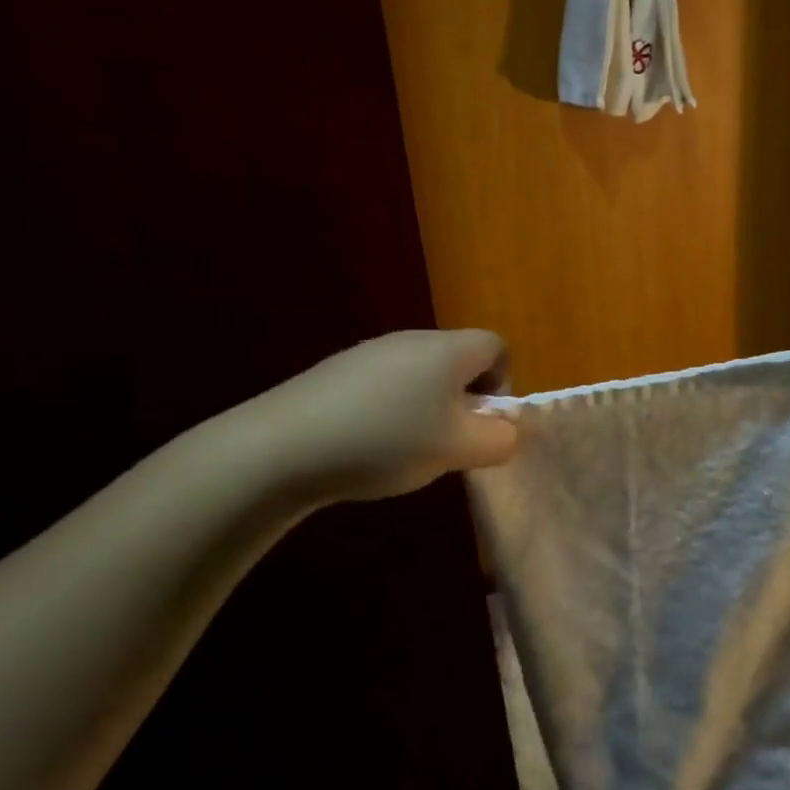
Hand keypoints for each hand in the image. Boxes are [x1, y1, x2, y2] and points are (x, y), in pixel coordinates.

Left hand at [240, 329, 519, 503]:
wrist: (283, 446)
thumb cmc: (387, 441)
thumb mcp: (458, 449)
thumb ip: (499, 440)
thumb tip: (506, 431)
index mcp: (446, 349)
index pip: (497, 346)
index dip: (503, 383)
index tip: (483, 423)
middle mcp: (410, 339)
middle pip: (457, 360)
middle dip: (463, 401)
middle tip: (449, 443)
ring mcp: (368, 352)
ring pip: (419, 375)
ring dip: (426, 409)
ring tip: (406, 449)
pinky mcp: (336, 372)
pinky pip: (383, 385)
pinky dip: (389, 411)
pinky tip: (367, 445)